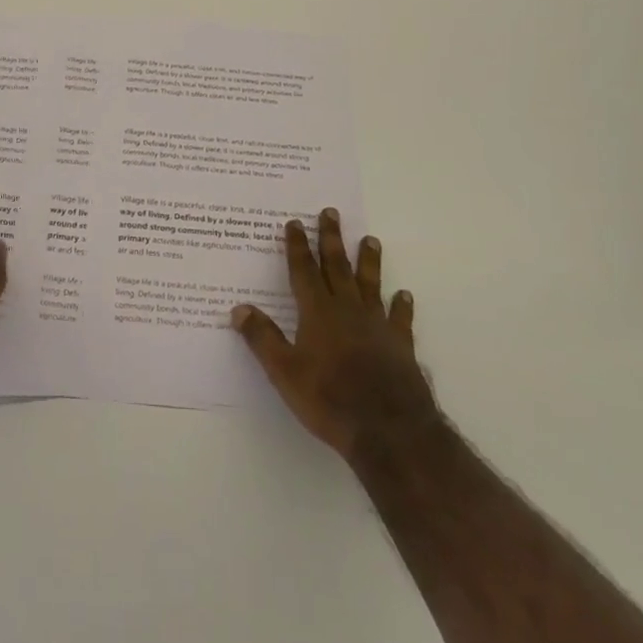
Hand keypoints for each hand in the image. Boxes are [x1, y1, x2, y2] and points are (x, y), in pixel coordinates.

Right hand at [231, 209, 438, 457]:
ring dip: (369, 261)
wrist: (389, 430)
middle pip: (337, 267)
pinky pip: (400, 318)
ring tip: (371, 239)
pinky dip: (401, 305)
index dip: (297, 246)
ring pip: (370, 284)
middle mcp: (347, 310)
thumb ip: (263, 338)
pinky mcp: (400, 345)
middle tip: (331, 212)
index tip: (295, 222)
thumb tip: (239, 309)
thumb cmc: (329, 399)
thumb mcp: (284, 372)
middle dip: (331, 239)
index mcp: (317, 312)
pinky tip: (404, 295)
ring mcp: (377, 325)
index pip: (303, 271)